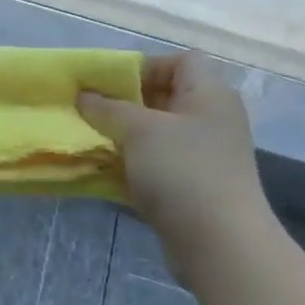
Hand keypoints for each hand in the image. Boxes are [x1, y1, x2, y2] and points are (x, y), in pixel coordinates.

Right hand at [78, 53, 269, 244]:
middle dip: (125, 103)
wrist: (220, 243)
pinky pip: (157, 164)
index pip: (180, 61)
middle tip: (91, 112)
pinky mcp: (193, 186)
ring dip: (124, 136)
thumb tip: (84, 95)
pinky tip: (105, 171)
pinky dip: (132, 164)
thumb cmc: (183, 171)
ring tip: (92, 141)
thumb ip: (108, 108)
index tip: (110, 86)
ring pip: (156, 133)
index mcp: (209, 94)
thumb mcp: (139, 130)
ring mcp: (203, 155)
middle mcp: (210, 119)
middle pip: (164, 96)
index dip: (144, 67)